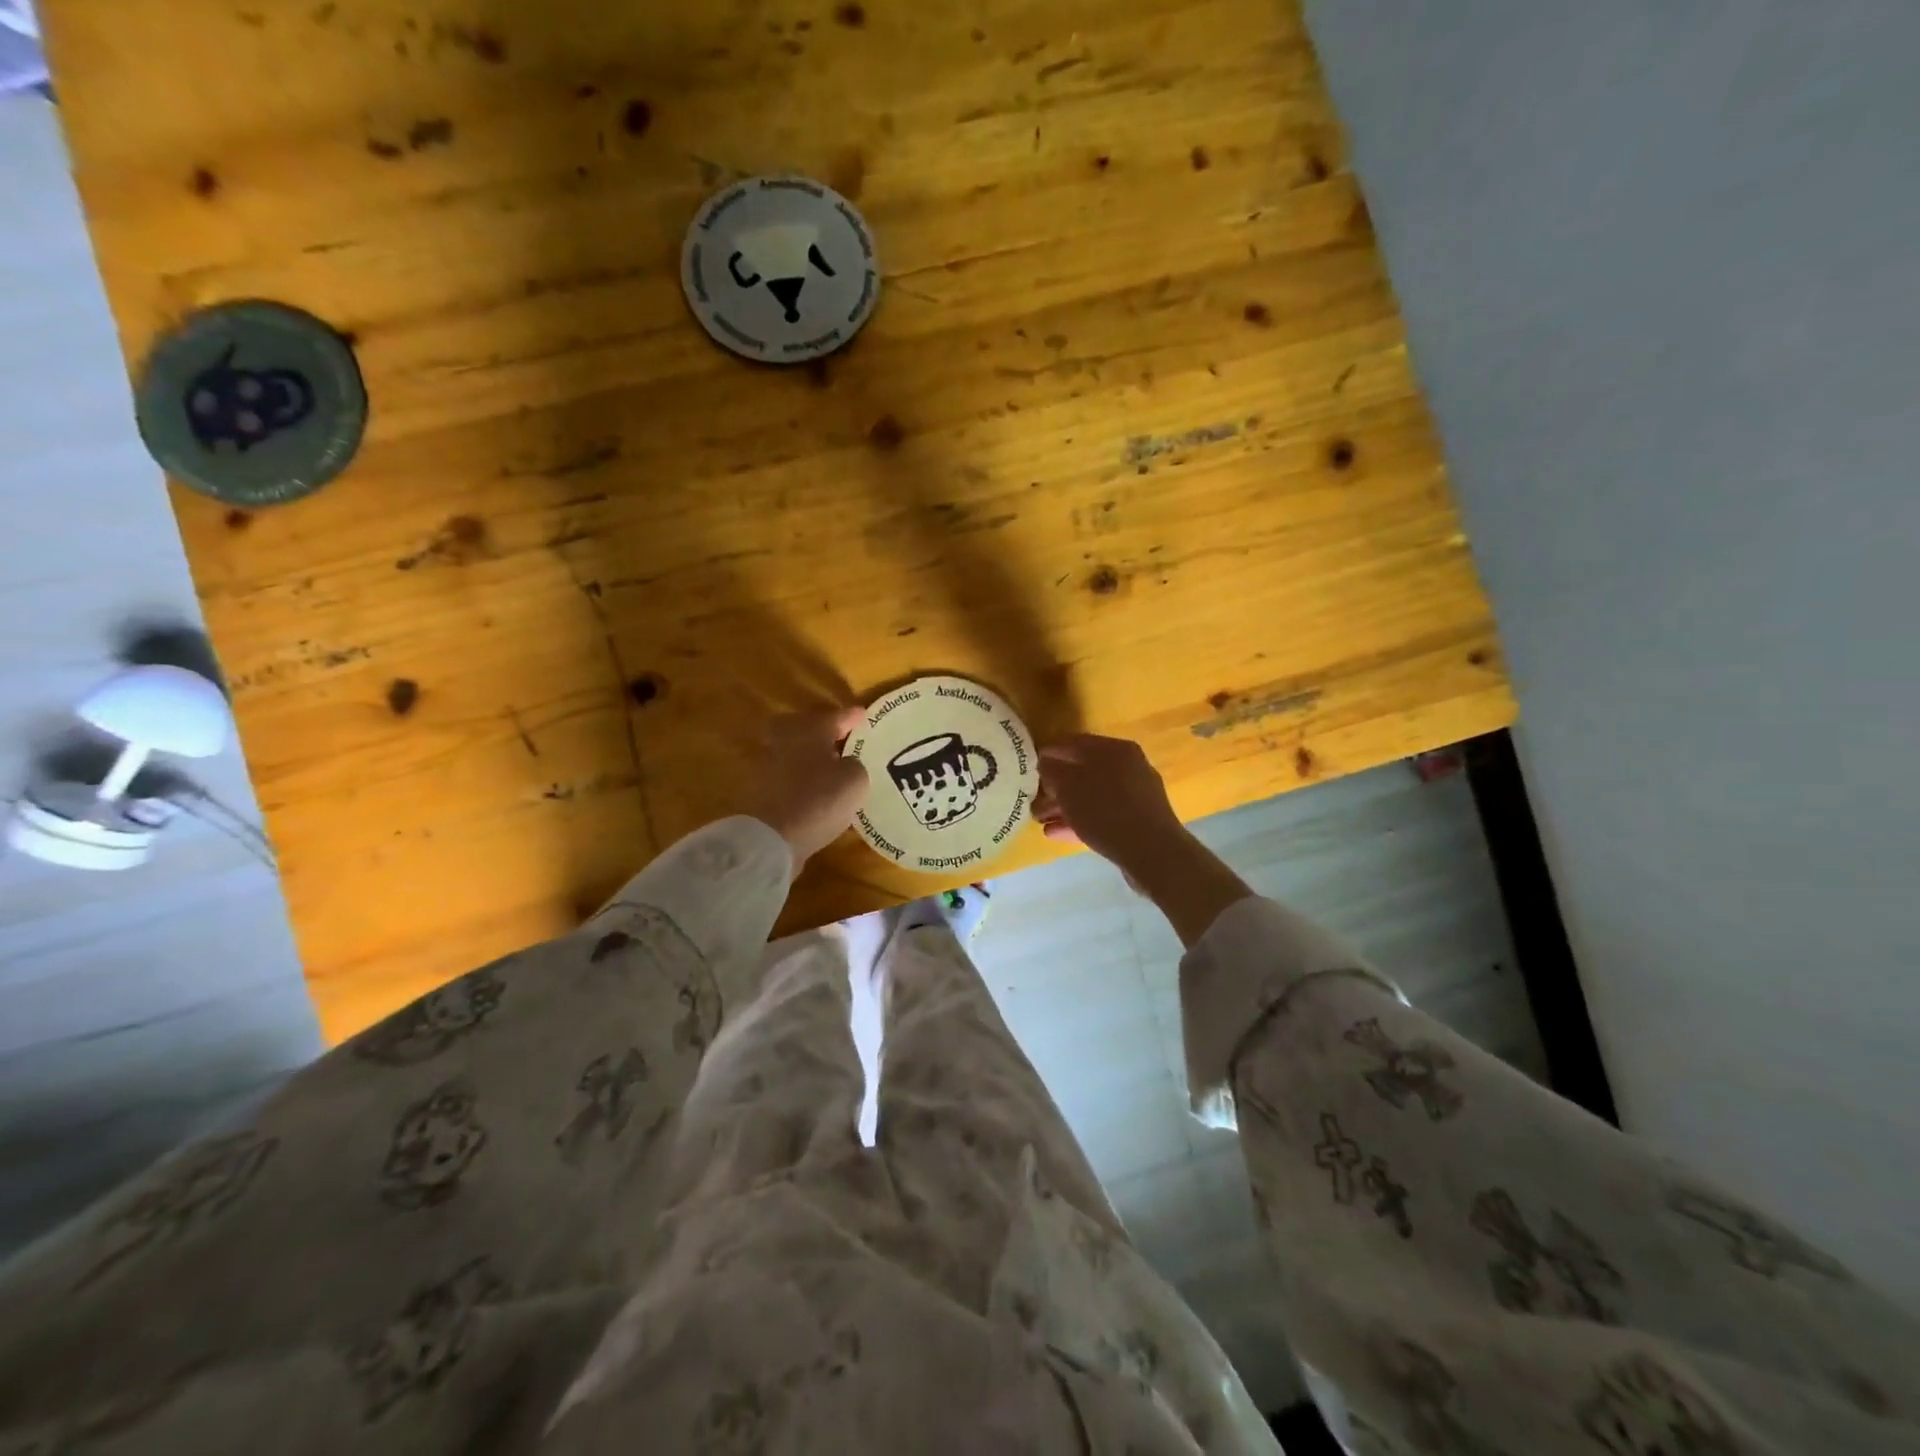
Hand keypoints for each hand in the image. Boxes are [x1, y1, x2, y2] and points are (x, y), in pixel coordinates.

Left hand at [748, 706, 870, 865]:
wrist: (772, 838)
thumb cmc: (819, 799)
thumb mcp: (856, 779)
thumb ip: (855, 763)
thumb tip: (846, 763)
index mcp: (811, 727)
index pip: (838, 716)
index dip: (854, 718)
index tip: (865, 717)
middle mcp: (786, 737)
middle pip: (810, 728)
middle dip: (828, 732)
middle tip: (846, 740)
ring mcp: (769, 762)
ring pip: (797, 750)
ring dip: (813, 755)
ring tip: (834, 766)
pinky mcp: (761, 788)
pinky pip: (790, 774)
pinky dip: (803, 776)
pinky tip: (816, 788)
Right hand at [1037, 733, 1251, 944]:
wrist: (1153, 853)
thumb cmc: (1106, 810)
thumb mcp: (1069, 787)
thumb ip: (1052, 770)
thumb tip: (1045, 762)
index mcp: (1114, 749)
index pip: (1074, 742)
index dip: (1049, 752)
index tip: (1028, 765)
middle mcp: (1127, 767)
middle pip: (1083, 771)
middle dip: (1055, 785)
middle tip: (1032, 797)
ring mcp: (1134, 795)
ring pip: (1091, 795)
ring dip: (1064, 805)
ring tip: (1039, 819)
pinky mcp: (1136, 821)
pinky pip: (1101, 815)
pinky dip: (1079, 820)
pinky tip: (1056, 832)